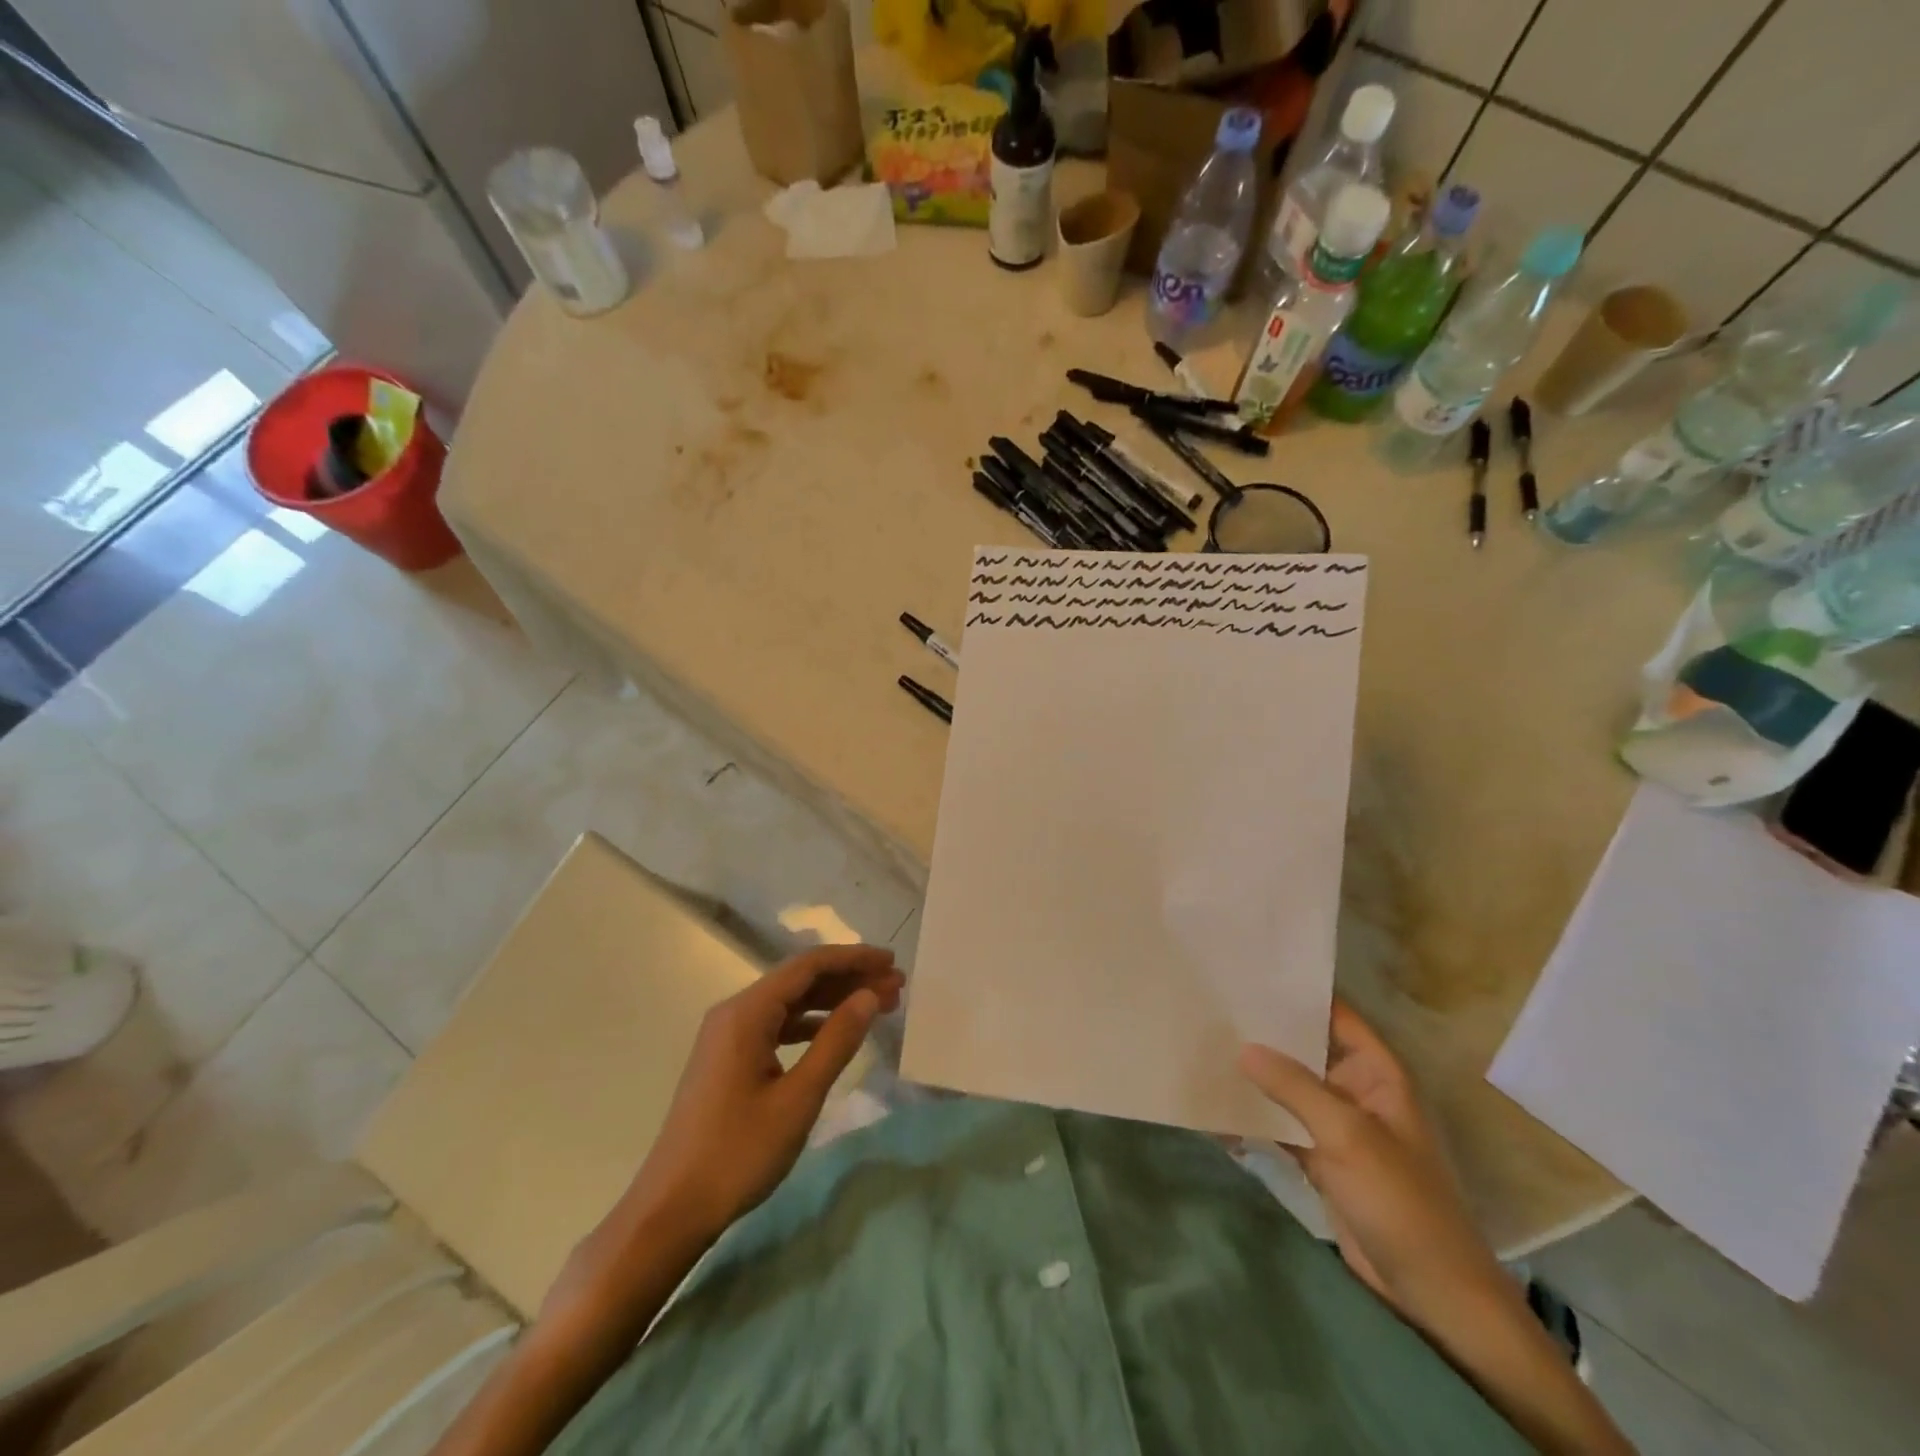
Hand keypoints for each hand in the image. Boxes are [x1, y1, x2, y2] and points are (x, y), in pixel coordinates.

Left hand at [625, 943, 903, 1241]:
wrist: (671, 1209)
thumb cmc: (738, 1152)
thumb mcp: (798, 1098)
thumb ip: (836, 1041)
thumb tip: (869, 996)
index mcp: (747, 1012)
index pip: (808, 966)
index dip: (854, 959)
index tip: (892, 963)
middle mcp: (735, 1012)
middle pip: (800, 980)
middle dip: (849, 979)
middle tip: (896, 987)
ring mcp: (728, 1036)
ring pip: (790, 1003)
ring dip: (833, 1001)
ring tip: (877, 1007)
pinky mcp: (728, 1059)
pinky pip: (777, 1026)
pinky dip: (811, 1025)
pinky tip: (836, 1034)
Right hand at [1239, 1000, 1504, 1322]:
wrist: (1431, 1293)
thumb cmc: (1401, 1201)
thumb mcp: (1347, 1135)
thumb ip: (1294, 1087)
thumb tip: (1243, 1047)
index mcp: (1377, 1073)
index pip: (1336, 1015)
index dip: (1299, 992)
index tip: (1251, 972)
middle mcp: (1356, 1090)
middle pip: (1306, 1049)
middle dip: (1265, 1033)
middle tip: (1212, 1006)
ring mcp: (1338, 1126)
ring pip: (1290, 1087)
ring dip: (1256, 1075)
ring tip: (1204, 1045)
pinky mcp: (1321, 1158)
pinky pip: (1282, 1125)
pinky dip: (1255, 1117)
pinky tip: (1216, 1105)